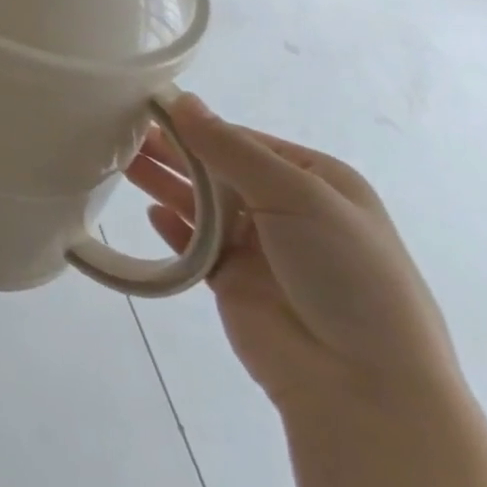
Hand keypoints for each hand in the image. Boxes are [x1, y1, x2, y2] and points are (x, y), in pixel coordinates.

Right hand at [130, 96, 464, 416]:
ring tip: (124, 164)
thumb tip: (182, 100)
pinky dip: (173, 228)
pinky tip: (151, 213)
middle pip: (219, 170)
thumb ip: (231, 149)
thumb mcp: (297, 196)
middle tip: (123, 134)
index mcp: (316, 181)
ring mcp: (259, 248)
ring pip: (202, 204)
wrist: (363, 385)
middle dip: (176, 151)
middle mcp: (287, 209)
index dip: (199, 125)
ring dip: (167, 184)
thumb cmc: (344, 274)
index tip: (150, 109)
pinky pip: (195, 246)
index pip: (244, 140)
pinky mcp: (232, 282)